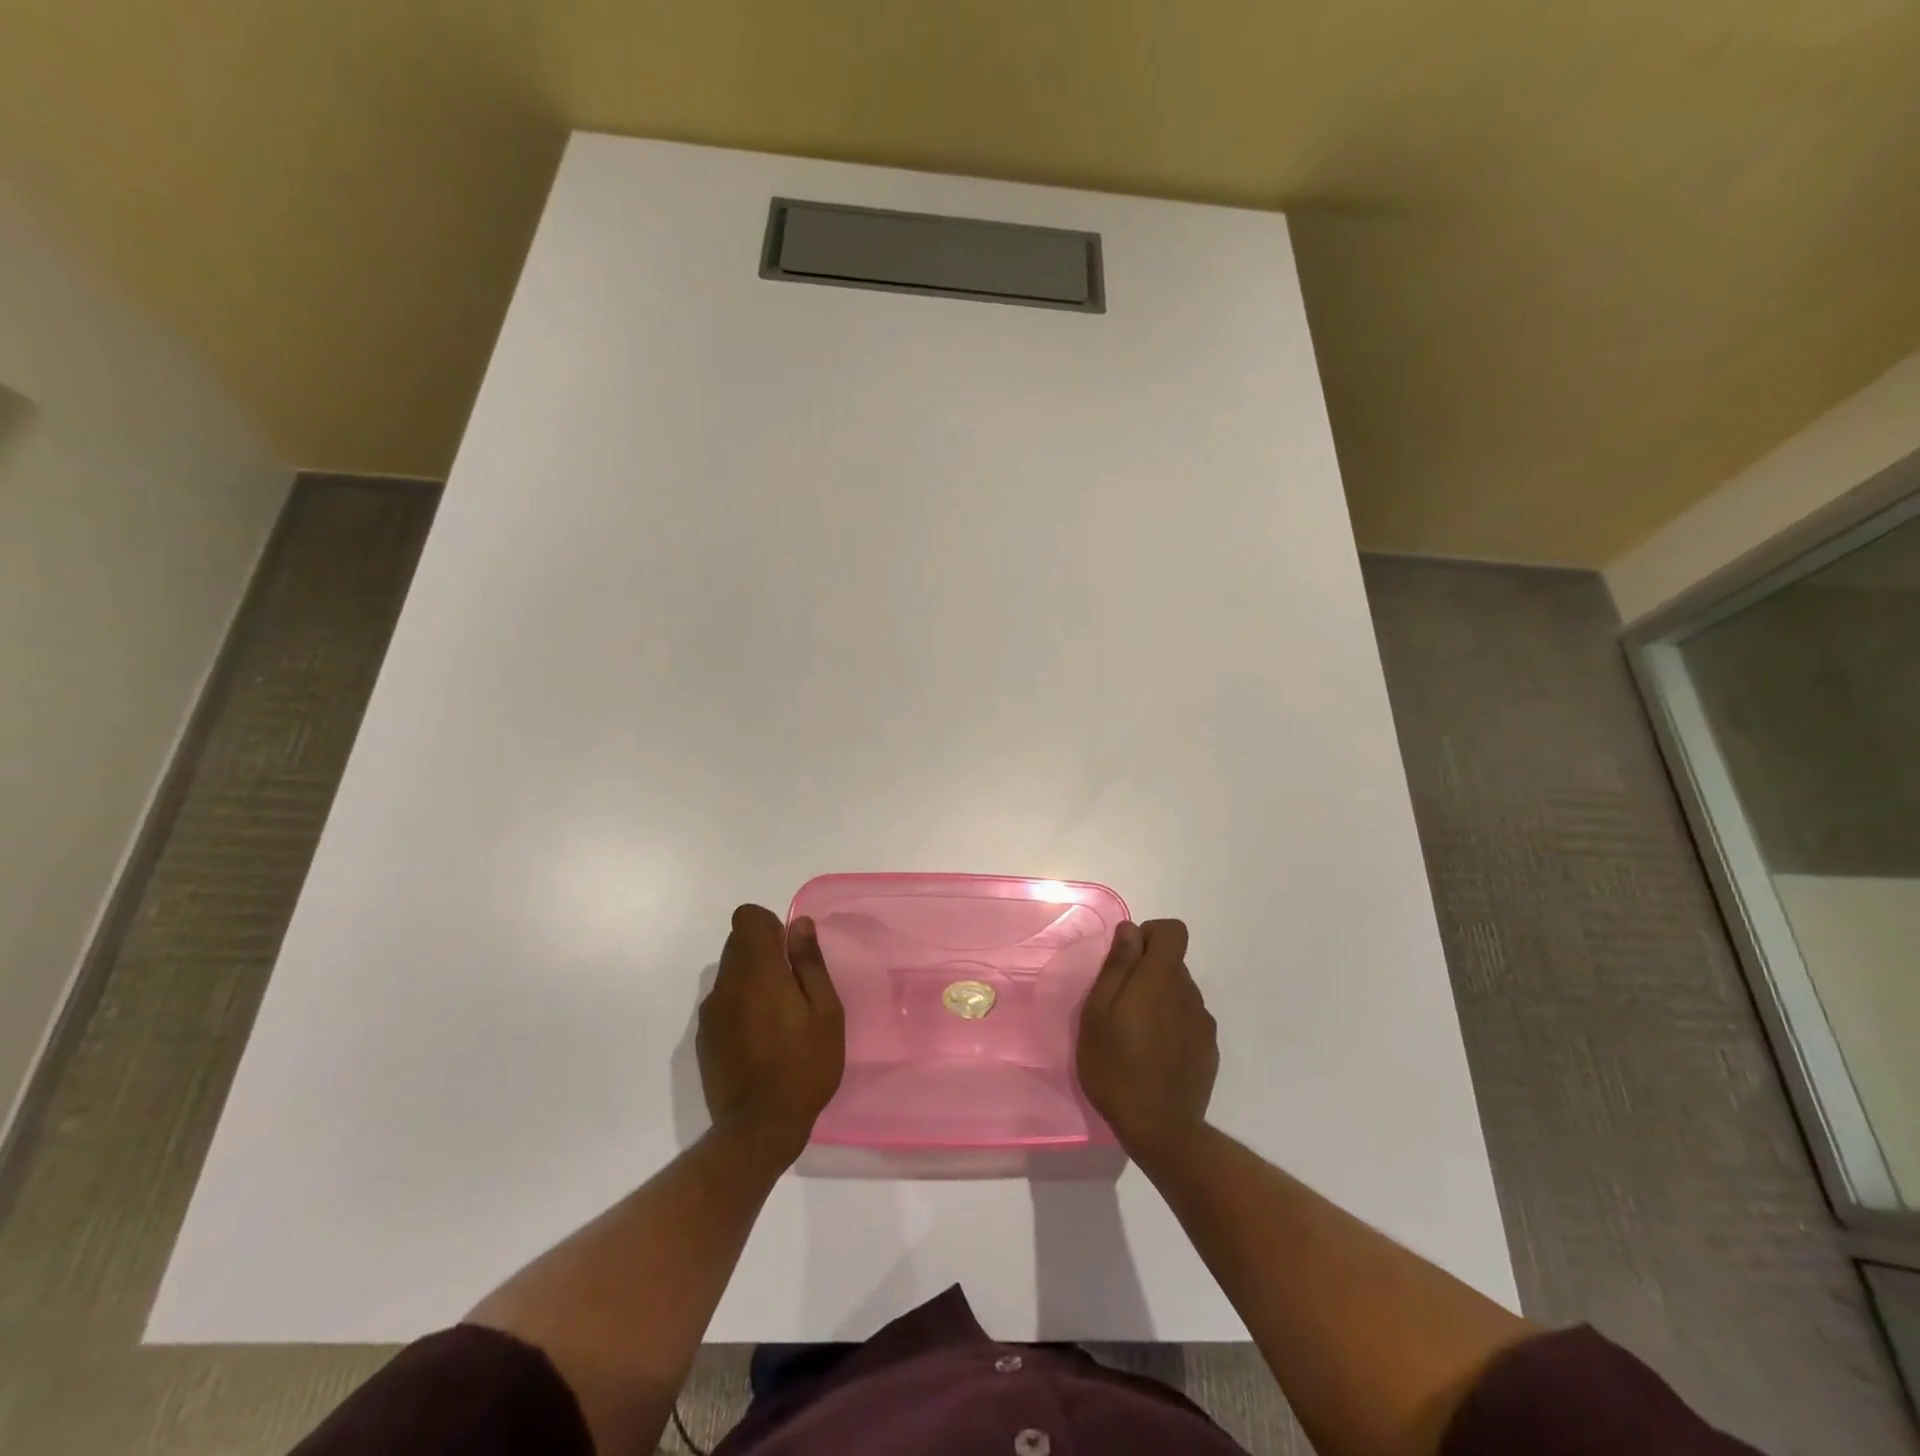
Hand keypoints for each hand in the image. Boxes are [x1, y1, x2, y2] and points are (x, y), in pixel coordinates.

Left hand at [697, 905, 845, 1165]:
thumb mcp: (825, 1011)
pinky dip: (740, 1005)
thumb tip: (799, 924)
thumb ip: (809, 963)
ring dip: (752, 979)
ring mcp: (710, 1012)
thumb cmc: (804, 1064)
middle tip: (793, 988)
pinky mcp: (703, 1038)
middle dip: (764, 952)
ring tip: (779, 1016)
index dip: (770, 925)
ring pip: (729, 973)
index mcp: (757, 971)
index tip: (791, 953)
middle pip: (737, 943)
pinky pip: (722, 1002)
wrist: (759, 1128)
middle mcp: (726, 984)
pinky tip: (760, 1039)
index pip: (747, 918)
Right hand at [1076, 919, 1217, 1159]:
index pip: (1173, 931)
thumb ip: (1118, 965)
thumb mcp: (1098, 1011)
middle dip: (1147, 974)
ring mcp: (1204, 1024)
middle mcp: (1189, 993)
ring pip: (1179, 994)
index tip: (1127, 960)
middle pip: (1173, 964)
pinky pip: (1188, 1022)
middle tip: (1118, 1007)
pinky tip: (1154, 1057)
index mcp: (1162, 977)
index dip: (1150, 935)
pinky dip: (1171, 1028)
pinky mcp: (1209, 1051)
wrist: (1160, 1129)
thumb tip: (1130, 930)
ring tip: (1134, 1036)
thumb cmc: (1116, 1065)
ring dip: (1159, 1002)